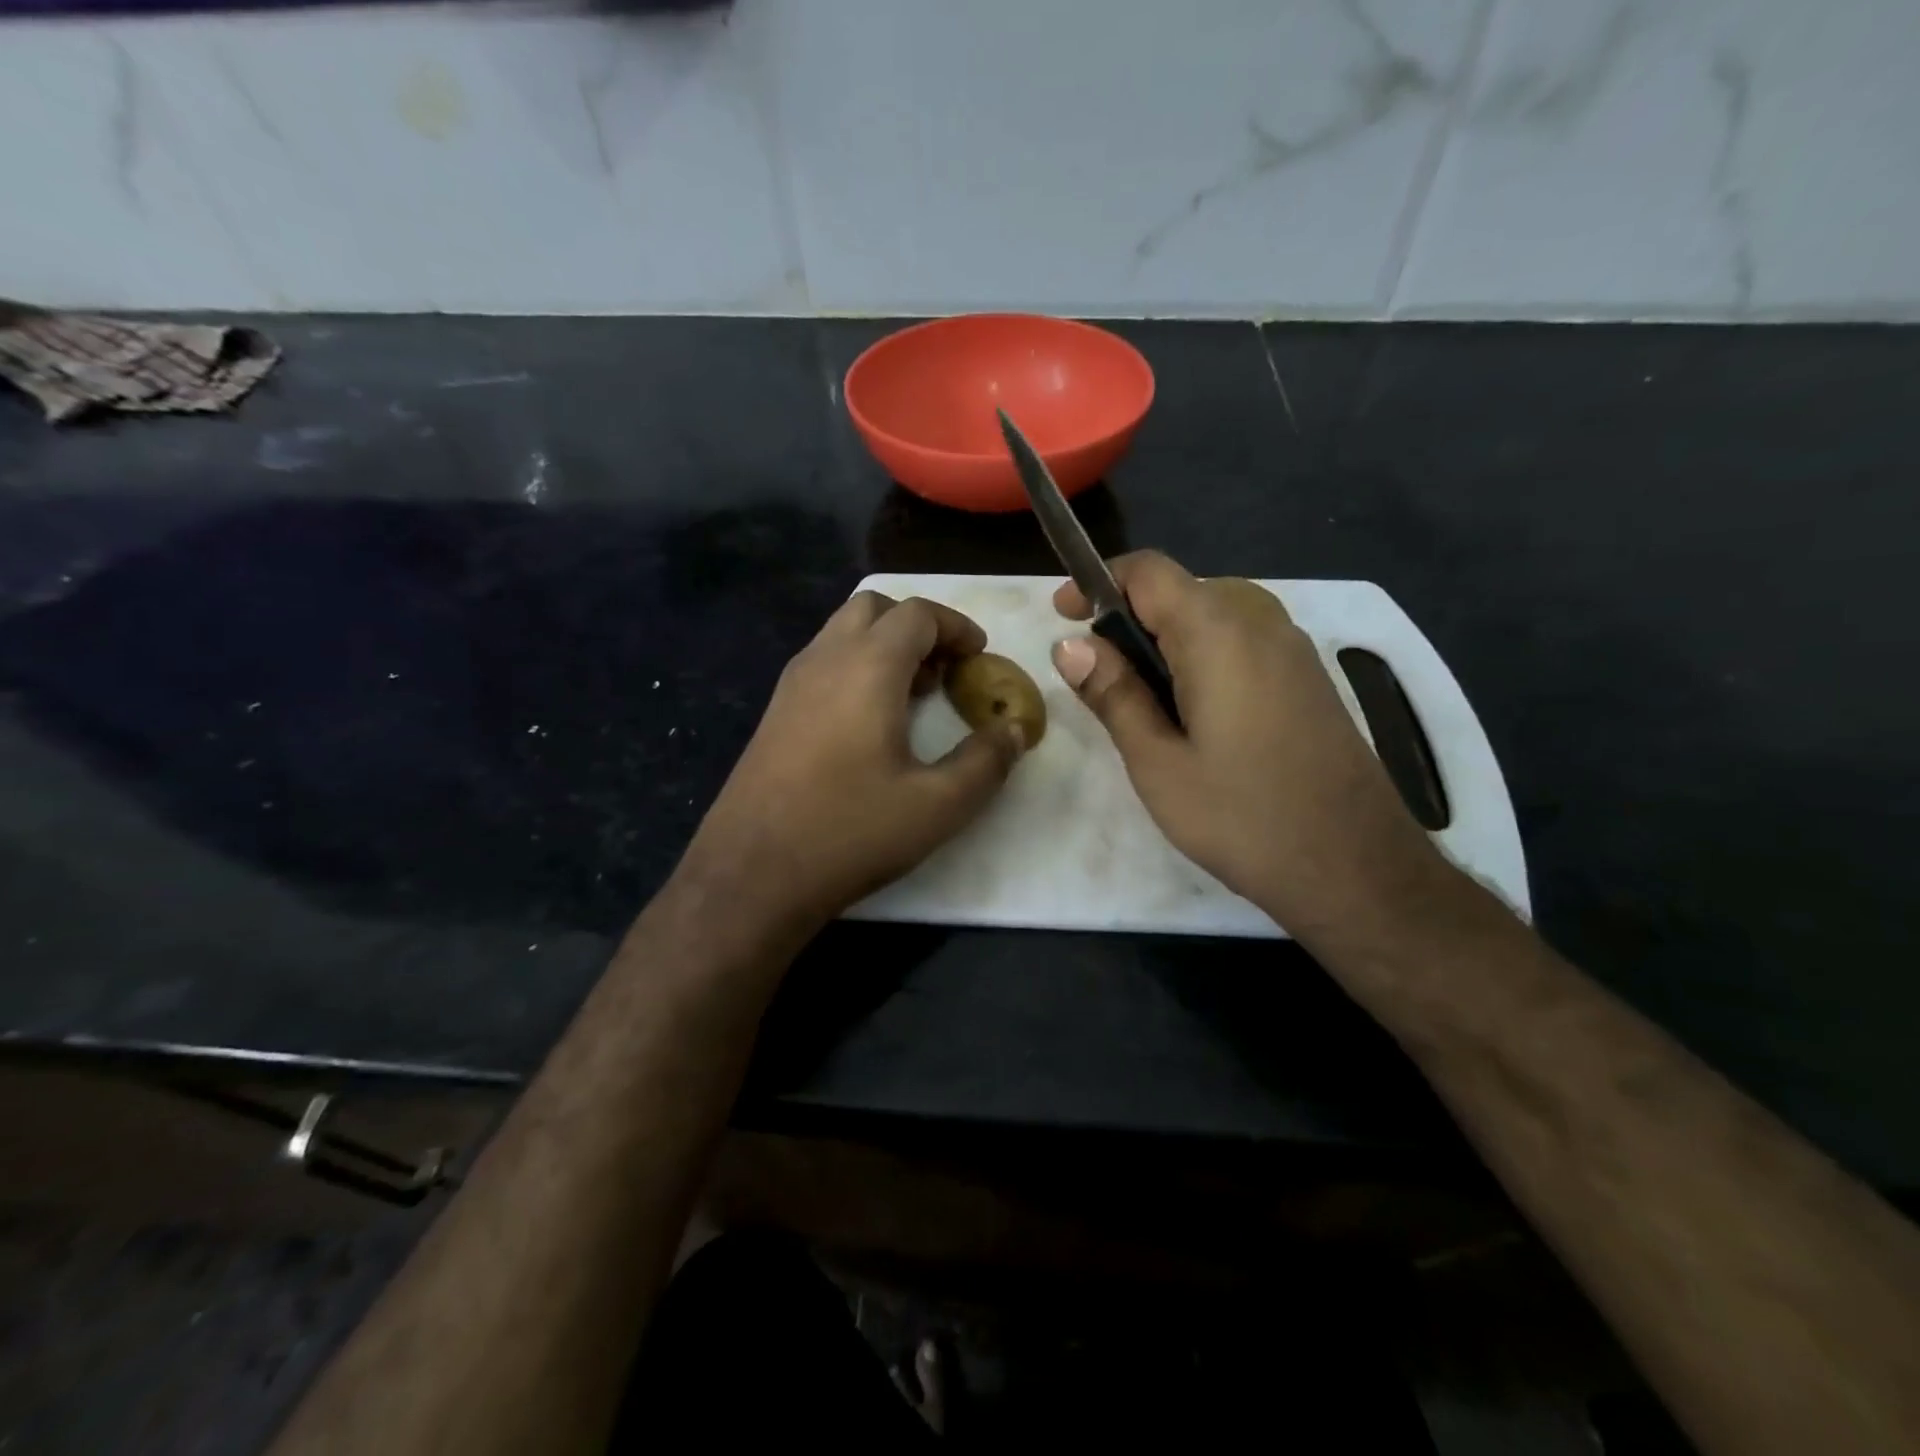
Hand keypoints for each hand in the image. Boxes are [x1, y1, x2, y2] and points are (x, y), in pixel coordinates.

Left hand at [680, 592, 1025, 935]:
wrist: (752, 873)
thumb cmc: (850, 831)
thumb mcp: (938, 806)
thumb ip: (986, 762)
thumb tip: (1014, 731)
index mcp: (867, 667)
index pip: (917, 613)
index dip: (956, 626)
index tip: (979, 655)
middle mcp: (824, 660)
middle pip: (874, 608)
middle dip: (917, 625)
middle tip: (945, 668)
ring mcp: (791, 684)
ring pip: (842, 632)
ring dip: (884, 646)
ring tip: (914, 695)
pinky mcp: (774, 712)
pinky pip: (823, 663)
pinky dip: (856, 667)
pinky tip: (871, 723)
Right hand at [1052, 552, 1444, 942]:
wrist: (1356, 868)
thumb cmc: (1243, 817)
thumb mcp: (1158, 763)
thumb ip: (1113, 695)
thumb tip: (1070, 644)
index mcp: (1217, 632)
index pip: (1148, 571)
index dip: (1098, 583)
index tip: (1064, 616)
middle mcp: (1261, 621)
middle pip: (1180, 591)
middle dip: (1129, 619)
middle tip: (1099, 678)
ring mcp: (1293, 648)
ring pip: (1212, 616)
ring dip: (1166, 642)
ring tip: (1142, 704)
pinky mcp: (1308, 677)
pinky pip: (1242, 641)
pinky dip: (1202, 657)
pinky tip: (1194, 716)